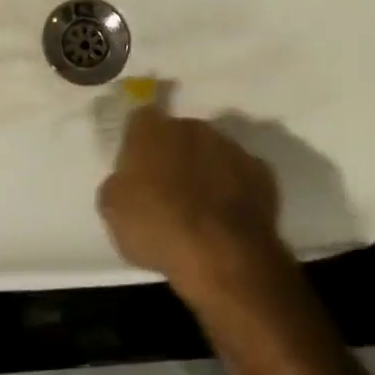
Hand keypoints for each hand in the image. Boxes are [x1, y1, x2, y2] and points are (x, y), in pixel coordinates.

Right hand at [97, 105, 287, 299]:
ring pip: (212, 152)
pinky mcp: (261, 172)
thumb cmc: (159, 227)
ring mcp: (230, 147)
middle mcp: (192, 126)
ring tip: (202, 210)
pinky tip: (228, 219)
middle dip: (175, 156)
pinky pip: (241, 176)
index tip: (138, 169)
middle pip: (179, 135)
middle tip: (169, 192)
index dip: (139, 143)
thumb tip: (126, 181)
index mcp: (152, 129)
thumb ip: (118, 184)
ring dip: (206, 171)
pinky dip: (235, 191)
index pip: (141, 120)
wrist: (222, 254)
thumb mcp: (113, 211)